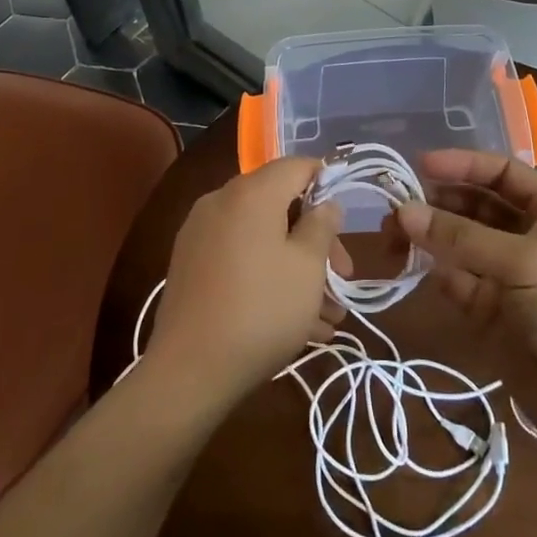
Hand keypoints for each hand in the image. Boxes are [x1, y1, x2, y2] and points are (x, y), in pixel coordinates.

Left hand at [145, 157, 349, 409]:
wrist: (189, 370)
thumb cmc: (262, 310)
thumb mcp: (308, 267)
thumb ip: (322, 225)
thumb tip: (325, 203)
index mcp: (251, 193)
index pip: (297, 166)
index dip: (328, 183)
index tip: (347, 220)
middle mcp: (220, 202)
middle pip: (280, 205)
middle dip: (316, 241)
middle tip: (341, 279)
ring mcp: (200, 234)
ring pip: (262, 238)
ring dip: (296, 268)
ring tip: (326, 316)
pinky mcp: (190, 265)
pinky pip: (240, 258)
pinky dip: (267, 277)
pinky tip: (295, 323)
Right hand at [391, 150, 536, 447]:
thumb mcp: (522, 261)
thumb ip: (461, 236)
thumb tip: (403, 211)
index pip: (503, 173)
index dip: (464, 164)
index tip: (421, 164)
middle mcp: (529, 237)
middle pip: (477, 205)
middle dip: (439, 201)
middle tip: (397, 205)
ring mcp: (509, 275)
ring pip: (461, 243)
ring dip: (430, 235)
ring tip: (392, 234)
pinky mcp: (491, 310)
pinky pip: (457, 279)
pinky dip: (436, 270)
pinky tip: (411, 264)